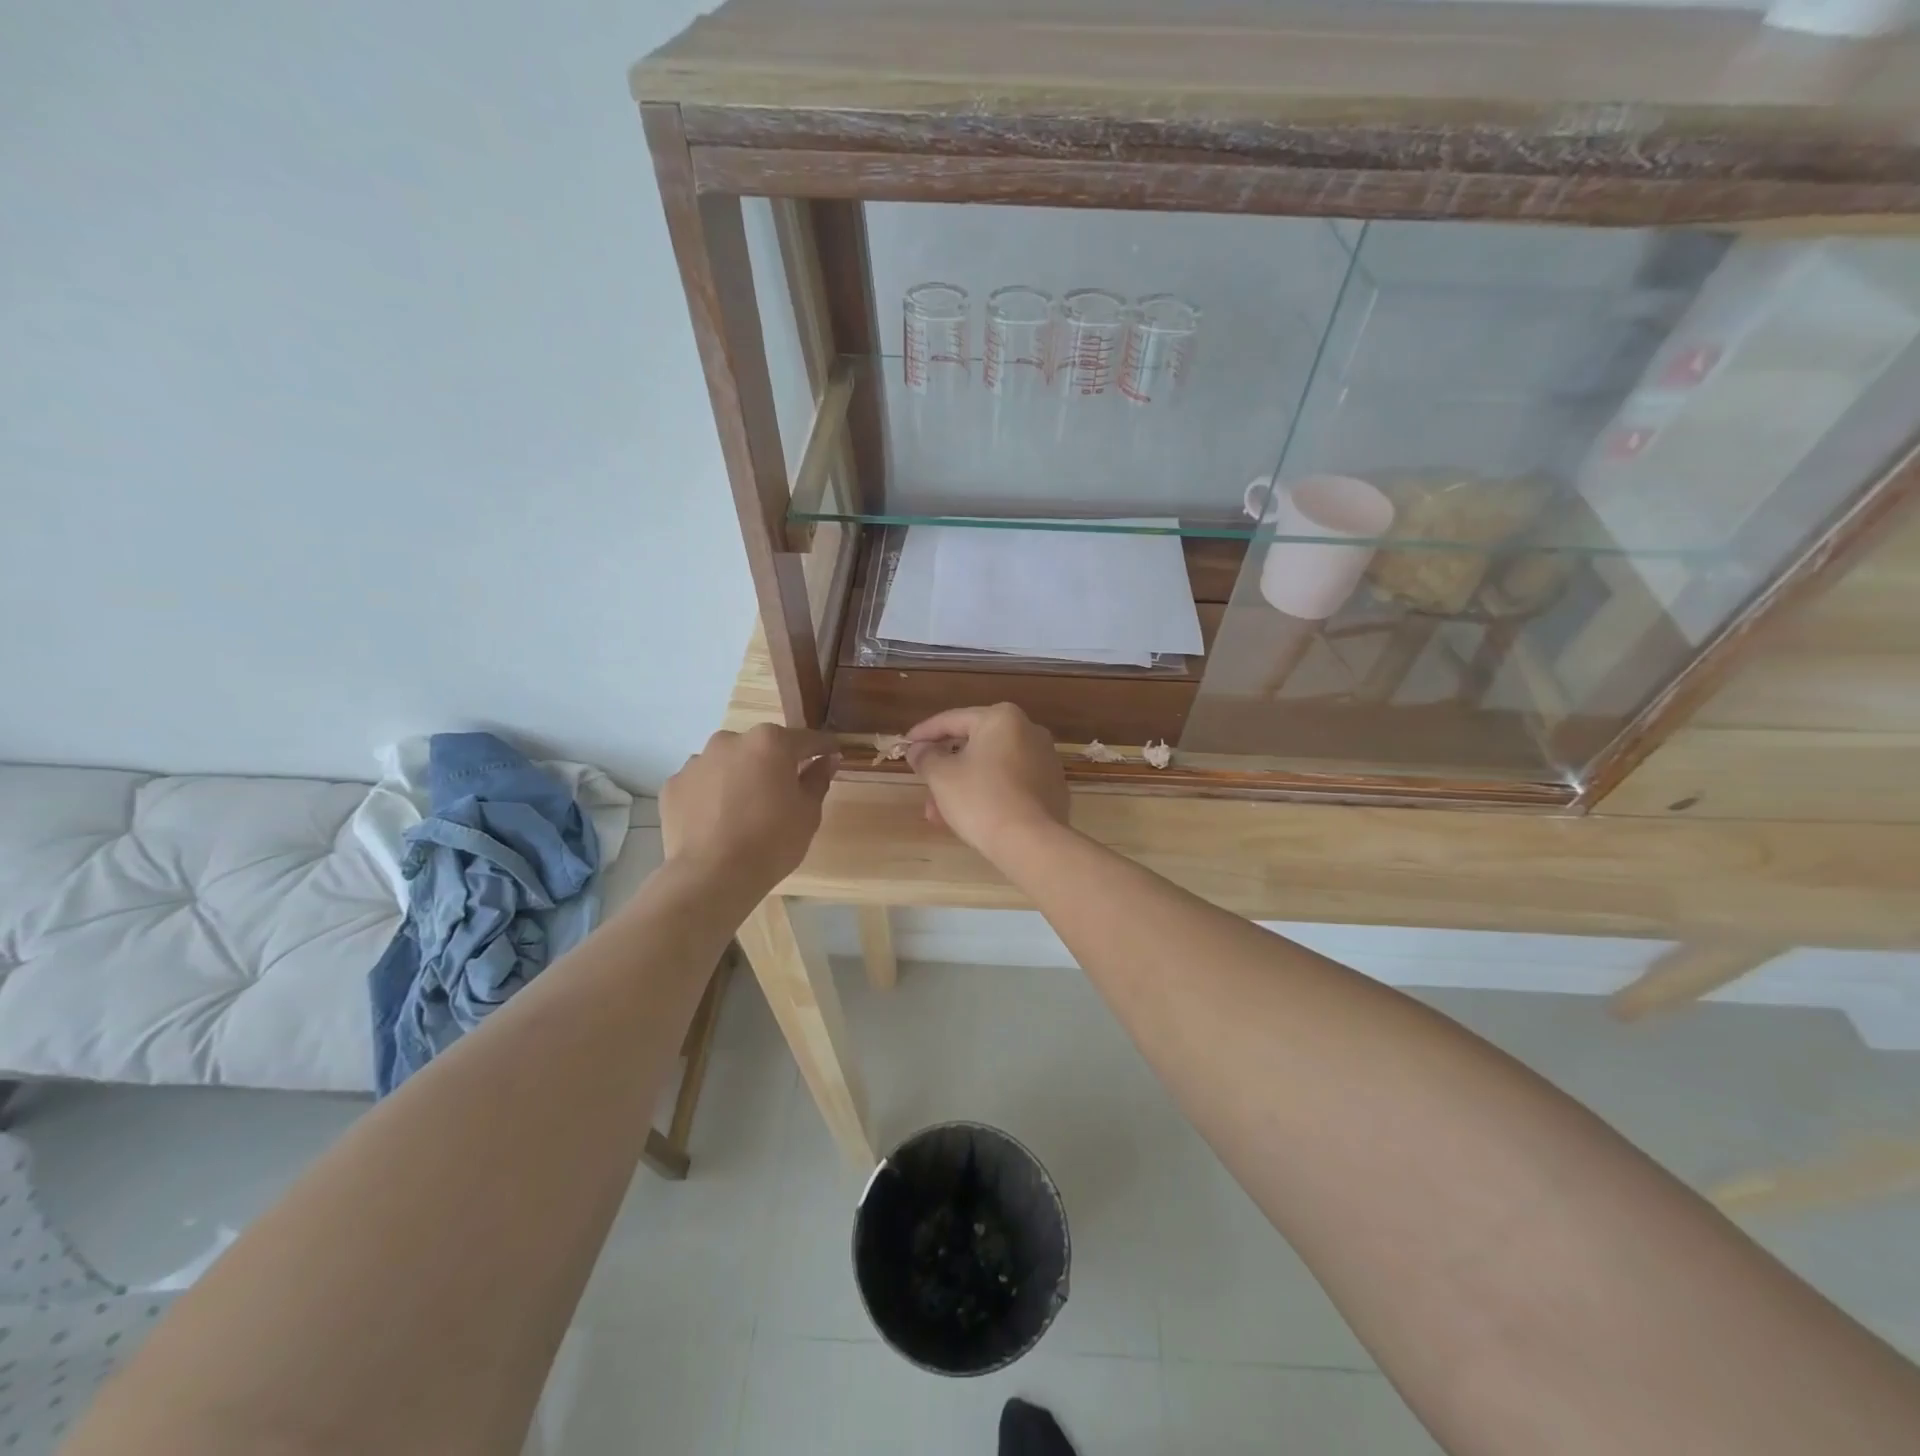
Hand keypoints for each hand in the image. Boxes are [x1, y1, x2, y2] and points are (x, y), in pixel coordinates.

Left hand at [661, 725, 839, 898]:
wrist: (712, 876)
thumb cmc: (771, 841)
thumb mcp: (808, 813)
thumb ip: (818, 779)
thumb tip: (826, 760)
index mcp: (770, 742)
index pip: (806, 739)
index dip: (823, 748)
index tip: (833, 755)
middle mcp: (730, 741)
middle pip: (762, 747)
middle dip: (775, 763)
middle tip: (783, 792)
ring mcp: (697, 761)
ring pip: (728, 763)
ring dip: (740, 776)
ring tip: (744, 810)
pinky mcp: (673, 785)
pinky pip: (702, 783)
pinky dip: (712, 794)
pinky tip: (717, 821)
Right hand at [904, 704, 1069, 862]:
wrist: (1031, 842)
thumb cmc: (981, 799)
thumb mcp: (942, 776)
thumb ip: (926, 756)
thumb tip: (919, 749)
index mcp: (1002, 718)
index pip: (952, 719)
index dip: (924, 733)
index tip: (906, 745)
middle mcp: (1029, 731)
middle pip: (974, 745)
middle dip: (944, 769)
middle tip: (923, 786)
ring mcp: (1045, 760)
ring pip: (991, 768)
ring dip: (962, 787)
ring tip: (939, 814)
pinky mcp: (1052, 788)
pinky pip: (1010, 784)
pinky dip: (988, 795)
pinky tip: (970, 818)